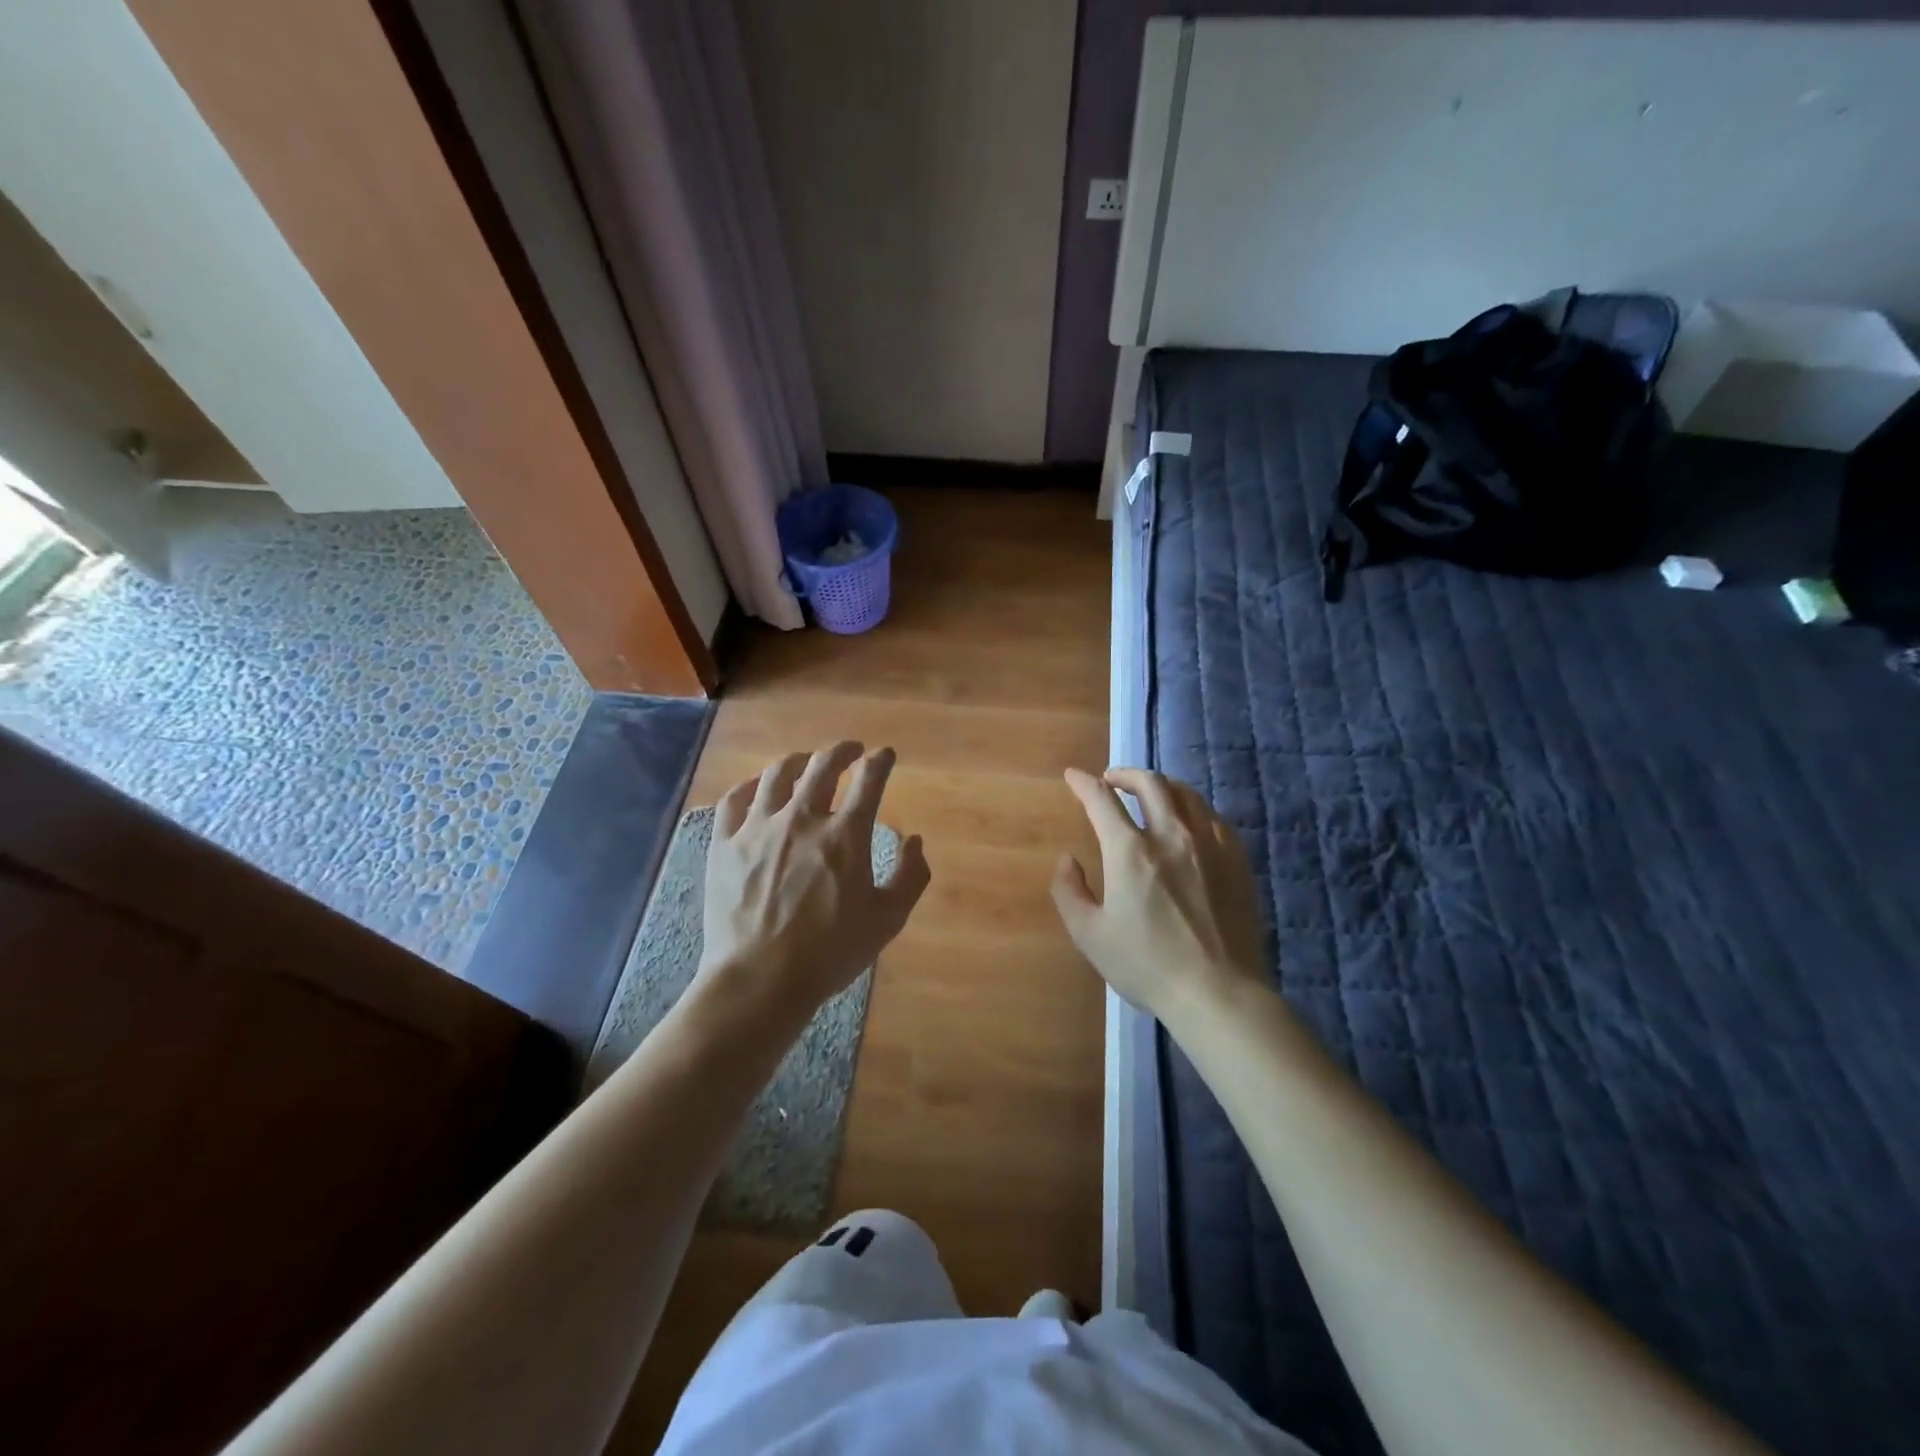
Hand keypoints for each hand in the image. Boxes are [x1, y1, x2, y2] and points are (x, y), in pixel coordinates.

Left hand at [697, 743, 929, 1024]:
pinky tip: (757, 786)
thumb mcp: (888, 920)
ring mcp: (758, 828)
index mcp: (845, 835)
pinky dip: (750, 785)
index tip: (885, 755)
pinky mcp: (725, 844)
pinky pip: (734, 799)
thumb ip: (910, 876)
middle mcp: (802, 819)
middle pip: (823, 766)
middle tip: (851, 750)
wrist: (760, 980)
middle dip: (842, 750)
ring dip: (798, 761)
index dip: (881, 761)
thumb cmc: (830, 953)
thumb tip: (915, 840)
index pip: (869, 780)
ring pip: (778, 774)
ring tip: (806, 761)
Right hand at [1051, 768, 1266, 1019]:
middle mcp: (1171, 835)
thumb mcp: (1089, 935)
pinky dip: (1192, 808)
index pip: (1102, 799)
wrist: (1218, 991)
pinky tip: (1189, 821)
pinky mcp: (1237, 859)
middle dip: (1124, 773)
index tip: (1073, 776)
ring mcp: (1209, 844)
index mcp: (1130, 851)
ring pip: (1185, 794)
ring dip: (1160, 785)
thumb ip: (1069, 891)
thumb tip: (1067, 859)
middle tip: (1111, 780)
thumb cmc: (1147, 965)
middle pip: (1149, 783)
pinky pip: (1213, 817)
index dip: (1083, 783)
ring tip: (1150, 793)